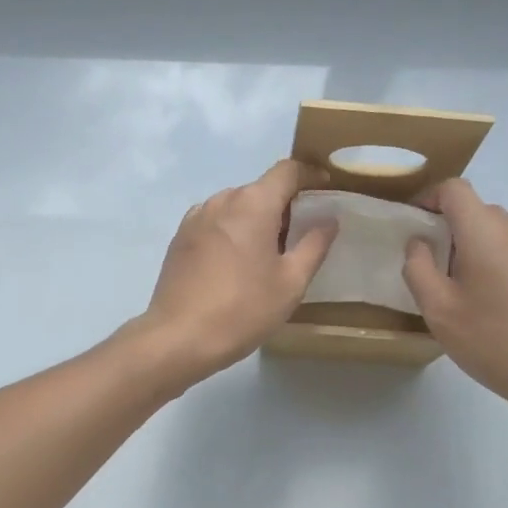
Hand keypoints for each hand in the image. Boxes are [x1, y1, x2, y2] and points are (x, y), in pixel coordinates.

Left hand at [136, 160, 336, 380]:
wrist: (179, 337)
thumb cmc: (243, 308)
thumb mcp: (291, 282)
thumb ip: (314, 245)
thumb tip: (328, 219)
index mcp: (253, 203)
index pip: (287, 170)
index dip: (309, 174)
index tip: (326, 188)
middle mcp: (222, 199)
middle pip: (260, 188)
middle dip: (284, 204)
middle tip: (300, 235)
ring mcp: (196, 217)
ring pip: (236, 205)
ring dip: (256, 218)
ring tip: (267, 253)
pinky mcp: (180, 236)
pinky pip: (215, 221)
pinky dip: (232, 230)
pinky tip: (235, 262)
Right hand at [402, 179, 507, 422]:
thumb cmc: (494, 340)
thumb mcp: (439, 310)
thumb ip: (418, 268)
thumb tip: (418, 243)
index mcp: (485, 232)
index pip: (454, 189)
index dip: (428, 198)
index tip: (412, 225)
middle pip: (474, 209)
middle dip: (446, 226)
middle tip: (428, 262)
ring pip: (494, 230)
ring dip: (469, 245)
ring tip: (455, 285)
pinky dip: (491, 260)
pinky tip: (487, 302)